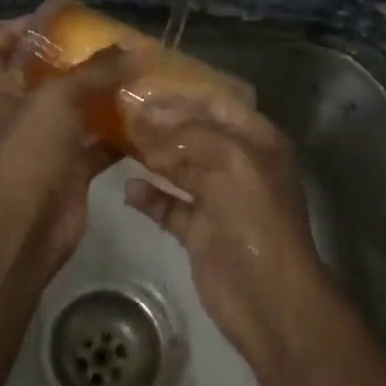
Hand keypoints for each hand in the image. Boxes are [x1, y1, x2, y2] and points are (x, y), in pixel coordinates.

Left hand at [0, 6, 132, 278]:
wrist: (28, 225)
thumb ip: (97, 71)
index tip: (50, 16)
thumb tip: (137, 48)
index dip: (14, 29)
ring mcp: (47, 144)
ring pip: (77, 110)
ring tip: (136, 74)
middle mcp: (22, 114)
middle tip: (109, 43)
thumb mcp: (59, 98)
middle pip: (42, 77)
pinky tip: (148, 119)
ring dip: (103, 95)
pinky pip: (100, 144)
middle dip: (73, 60)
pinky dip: (121, 134)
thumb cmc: (30, 151)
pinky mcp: (73, 170)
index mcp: (2, 91)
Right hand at [124, 90, 334, 368]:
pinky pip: (169, 205)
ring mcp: (218, 199)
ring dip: (152, 155)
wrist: (268, 298)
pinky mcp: (199, 230)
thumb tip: (150, 114)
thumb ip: (192, 133)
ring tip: (116, 140)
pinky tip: (128, 189)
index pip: (218, 105)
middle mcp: (238, 165)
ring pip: (179, 167)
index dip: (184, 95)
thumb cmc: (257, 219)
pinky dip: (150, 197)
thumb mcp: (232, 161)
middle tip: (121, 112)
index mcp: (258, 143)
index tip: (144, 86)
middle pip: (195, 134)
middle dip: (161, 123)